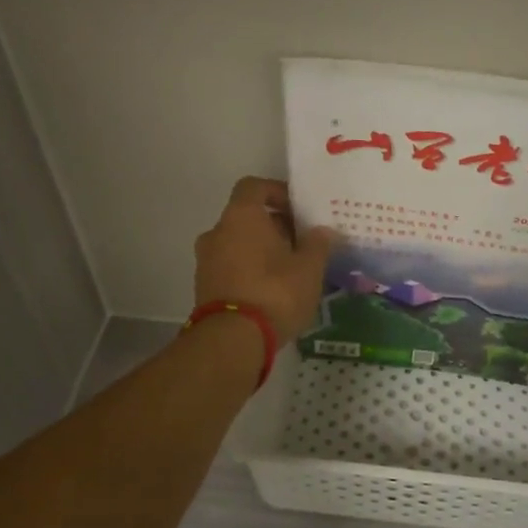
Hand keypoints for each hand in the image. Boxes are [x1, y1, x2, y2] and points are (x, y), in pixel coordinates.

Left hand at [194, 177, 336, 342]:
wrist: (233, 340)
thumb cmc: (275, 292)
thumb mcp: (309, 268)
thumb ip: (318, 244)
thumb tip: (323, 231)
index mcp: (241, 216)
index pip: (254, 186)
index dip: (277, 192)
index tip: (298, 209)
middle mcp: (217, 232)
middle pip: (247, 218)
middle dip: (274, 227)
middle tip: (302, 245)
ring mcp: (206, 261)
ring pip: (238, 245)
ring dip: (261, 252)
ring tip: (291, 272)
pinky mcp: (204, 288)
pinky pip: (231, 268)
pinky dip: (249, 272)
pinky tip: (273, 292)